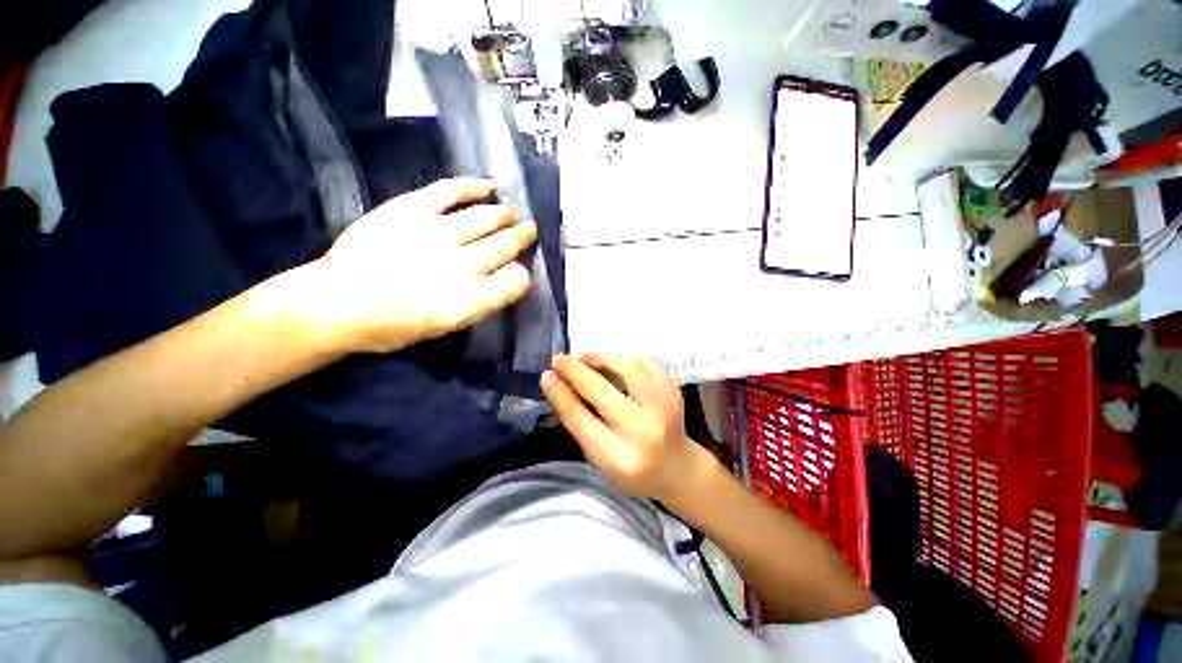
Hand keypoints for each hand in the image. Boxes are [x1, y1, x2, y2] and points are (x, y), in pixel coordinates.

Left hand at [286, 178, 536, 353]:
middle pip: (506, 245)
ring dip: (505, 216)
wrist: (335, 303)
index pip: (516, 281)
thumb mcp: (445, 328)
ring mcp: (436, 234)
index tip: (520, 271)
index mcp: (468, 302)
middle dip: (522, 237)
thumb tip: (502, 277)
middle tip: (530, 230)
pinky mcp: (410, 209)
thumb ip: (480, 303)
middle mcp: (459, 267)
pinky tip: (490, 186)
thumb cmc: (392, 325)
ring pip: (487, 218)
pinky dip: (474, 186)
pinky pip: (451, 190)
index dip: (523, 274)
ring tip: (512, 214)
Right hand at [541, 353, 716, 502]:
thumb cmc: (632, 468)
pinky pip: (645, 362)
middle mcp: (643, 431)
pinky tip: (610, 360)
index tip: (547, 375)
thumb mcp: (600, 458)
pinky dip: (623, 356)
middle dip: (575, 371)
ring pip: (629, 367)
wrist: (678, 467)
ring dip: (601, 356)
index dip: (561, 394)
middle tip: (560, 360)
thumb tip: (557, 384)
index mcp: (619, 458)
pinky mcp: (674, 391)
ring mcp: (664, 408)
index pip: (581, 419)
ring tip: (584, 357)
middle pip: (602, 391)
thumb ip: (581, 423)